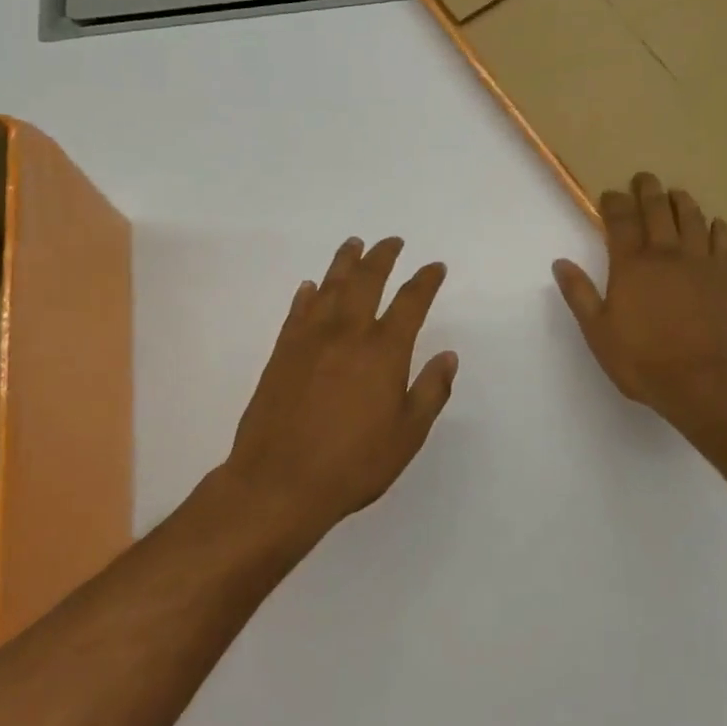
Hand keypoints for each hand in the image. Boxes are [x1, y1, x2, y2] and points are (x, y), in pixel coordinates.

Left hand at [221, 236, 458, 542]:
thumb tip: (448, 356)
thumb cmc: (353, 464)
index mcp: (383, 351)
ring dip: (344, 262)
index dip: (425, 281)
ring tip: (354, 244)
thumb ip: (431, 391)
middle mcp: (347, 334)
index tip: (434, 267)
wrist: (279, 483)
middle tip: (392, 242)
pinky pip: (297, 311)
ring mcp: (309, 340)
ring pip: (329, 287)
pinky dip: (307, 294)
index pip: (410, 302)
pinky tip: (310, 287)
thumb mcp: (407, 435)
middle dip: (382, 257)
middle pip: (366, 281)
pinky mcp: (281, 353)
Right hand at [553, 173, 726, 432]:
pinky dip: (718, 228)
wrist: (704, 381)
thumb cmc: (643, 360)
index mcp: (631, 265)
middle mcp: (665, 254)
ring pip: (692, 218)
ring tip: (676, 193)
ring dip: (682, 201)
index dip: (614, 203)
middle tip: (643, 178)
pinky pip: (723, 242)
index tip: (610, 193)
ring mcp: (698, 263)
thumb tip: (560, 263)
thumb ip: (580, 295)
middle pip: (658, 210)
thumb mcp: (598, 332)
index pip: (620, 221)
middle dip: (648, 190)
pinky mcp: (724, 277)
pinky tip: (714, 224)